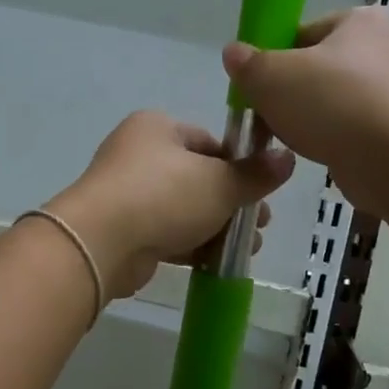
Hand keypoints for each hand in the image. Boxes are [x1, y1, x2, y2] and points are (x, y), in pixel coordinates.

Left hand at [47, 112, 294, 299]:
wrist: (100, 242)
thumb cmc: (164, 196)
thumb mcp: (220, 183)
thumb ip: (255, 174)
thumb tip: (288, 159)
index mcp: (158, 127)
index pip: (209, 142)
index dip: (239, 166)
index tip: (262, 191)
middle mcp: (138, 153)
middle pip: (198, 177)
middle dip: (232, 203)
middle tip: (261, 225)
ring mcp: (126, 192)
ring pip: (183, 207)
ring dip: (216, 227)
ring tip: (248, 249)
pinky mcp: (122, 227)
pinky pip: (165, 231)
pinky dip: (191, 244)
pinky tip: (217, 261)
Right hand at [222, 7, 388, 217]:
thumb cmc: (332, 102)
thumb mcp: (271, 76)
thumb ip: (248, 64)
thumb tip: (233, 53)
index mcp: (363, 20)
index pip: (306, 32)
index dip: (276, 57)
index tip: (259, 83)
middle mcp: (388, 49)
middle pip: (321, 68)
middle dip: (293, 92)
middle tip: (269, 113)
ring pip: (336, 102)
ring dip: (312, 119)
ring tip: (291, 138)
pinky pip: (355, 130)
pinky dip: (335, 140)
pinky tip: (319, 154)